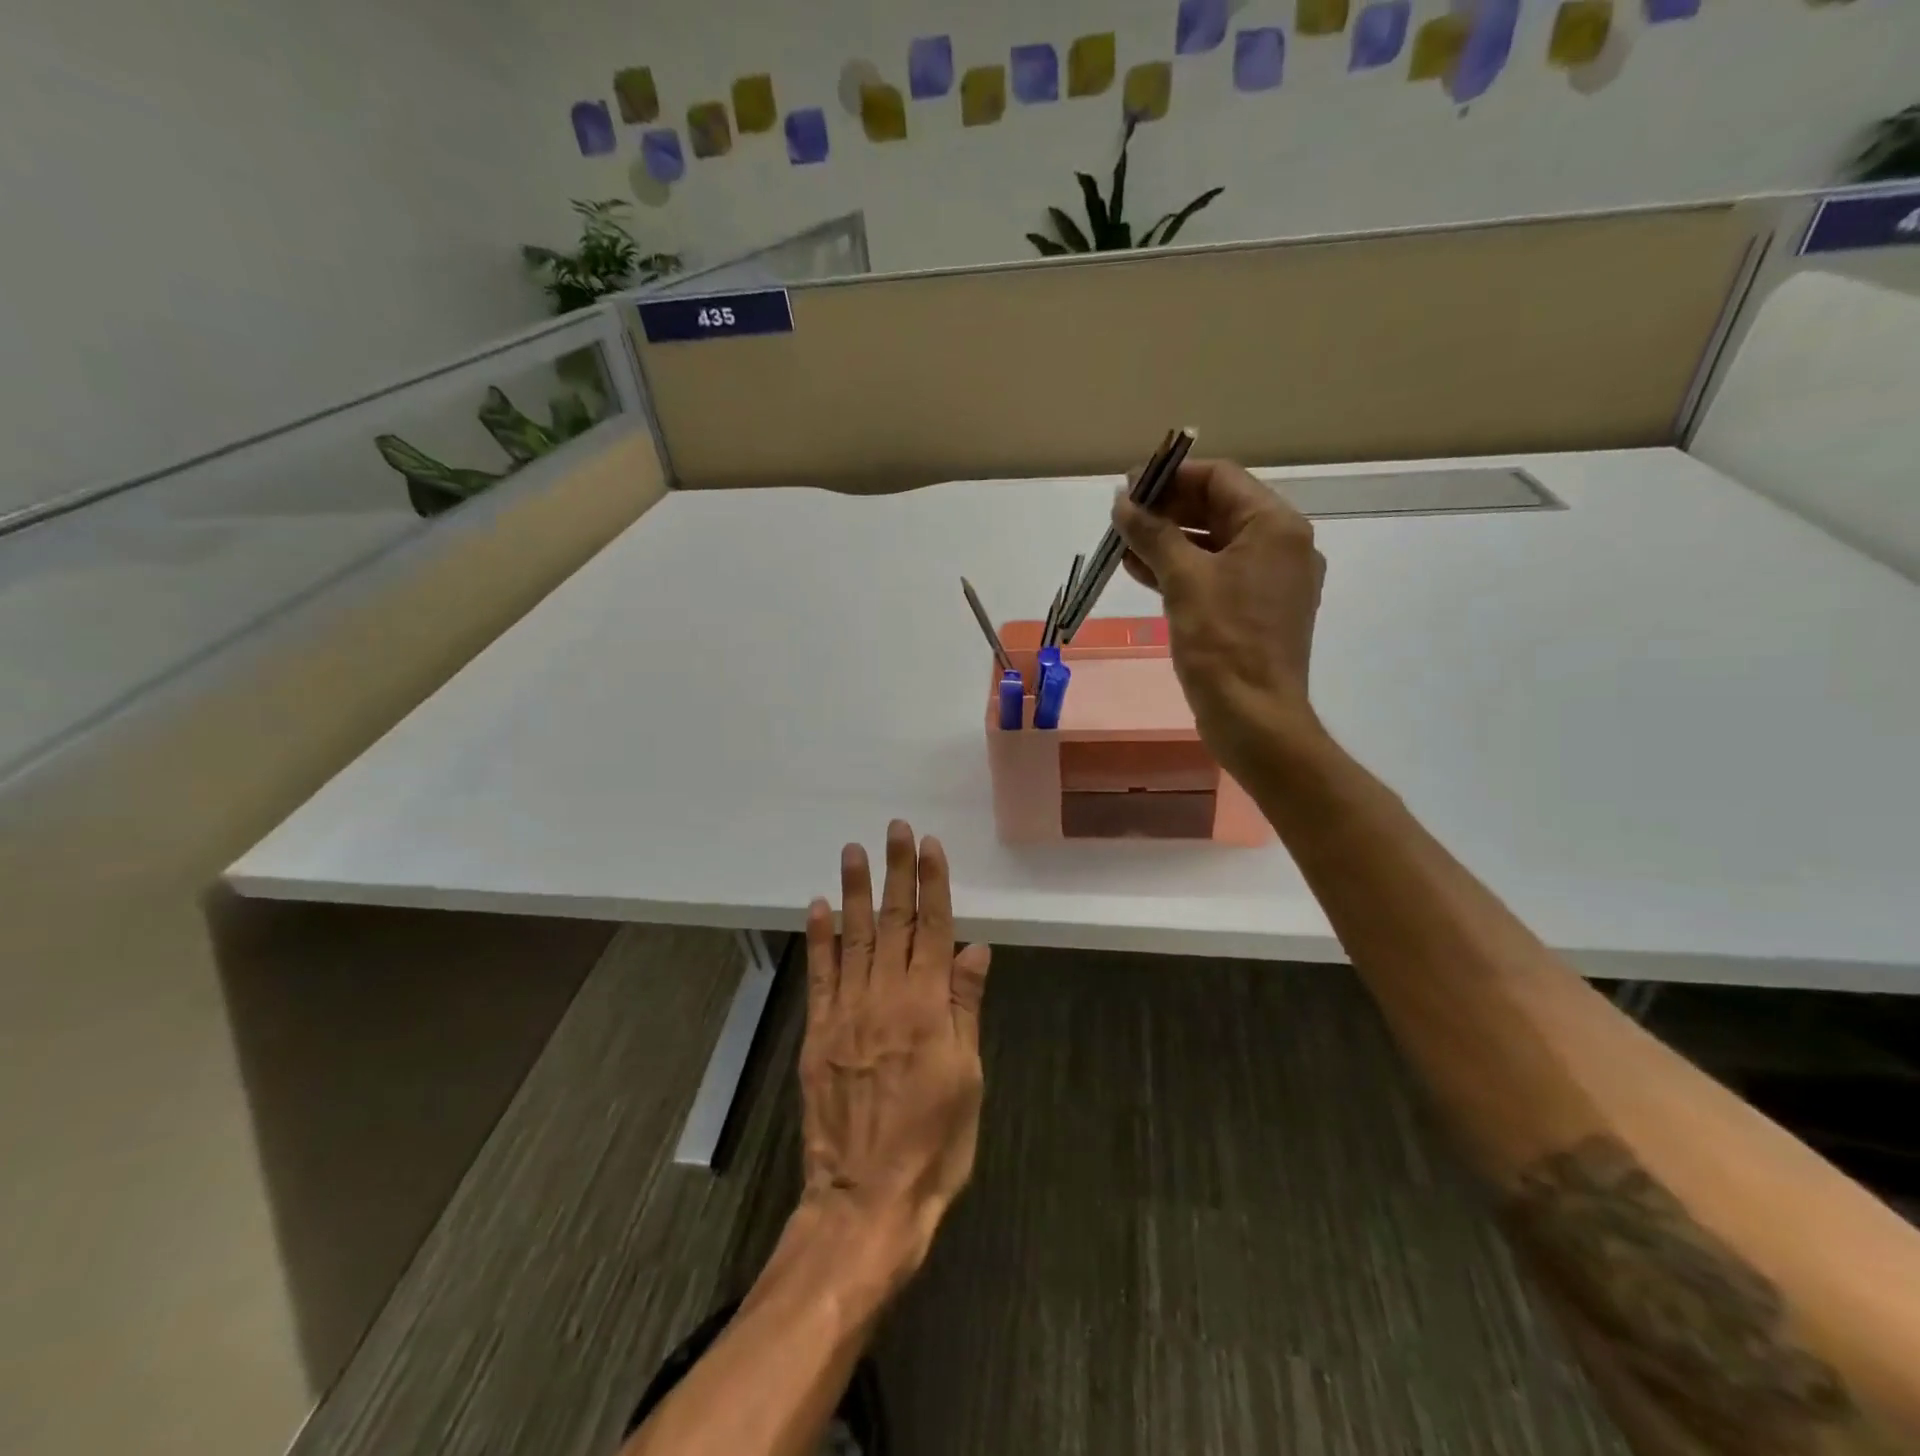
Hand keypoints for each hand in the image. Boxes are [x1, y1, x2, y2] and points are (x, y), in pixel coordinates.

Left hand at [799, 820, 991, 1278]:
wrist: (867, 1200)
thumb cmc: (933, 1145)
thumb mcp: (968, 1078)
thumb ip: (966, 1007)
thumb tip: (975, 949)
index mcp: (928, 1007)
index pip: (934, 929)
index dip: (933, 884)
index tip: (930, 846)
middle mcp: (886, 997)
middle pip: (894, 922)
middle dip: (896, 872)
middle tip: (894, 828)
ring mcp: (847, 1013)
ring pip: (853, 938)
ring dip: (853, 891)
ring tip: (853, 850)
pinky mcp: (818, 1033)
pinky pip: (820, 975)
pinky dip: (819, 938)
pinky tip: (817, 907)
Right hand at [1112, 458, 1326, 781]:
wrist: (1254, 718)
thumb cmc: (1223, 643)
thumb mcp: (1184, 580)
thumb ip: (1153, 534)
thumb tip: (1123, 502)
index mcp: (1275, 527)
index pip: (1220, 479)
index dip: (1171, 477)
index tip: (1128, 487)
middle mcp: (1281, 546)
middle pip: (1218, 508)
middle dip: (1167, 509)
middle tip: (1121, 516)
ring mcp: (1270, 581)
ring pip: (1213, 544)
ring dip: (1168, 540)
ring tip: (1122, 542)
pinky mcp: (1254, 611)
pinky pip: (1215, 576)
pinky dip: (1181, 569)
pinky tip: (1141, 571)